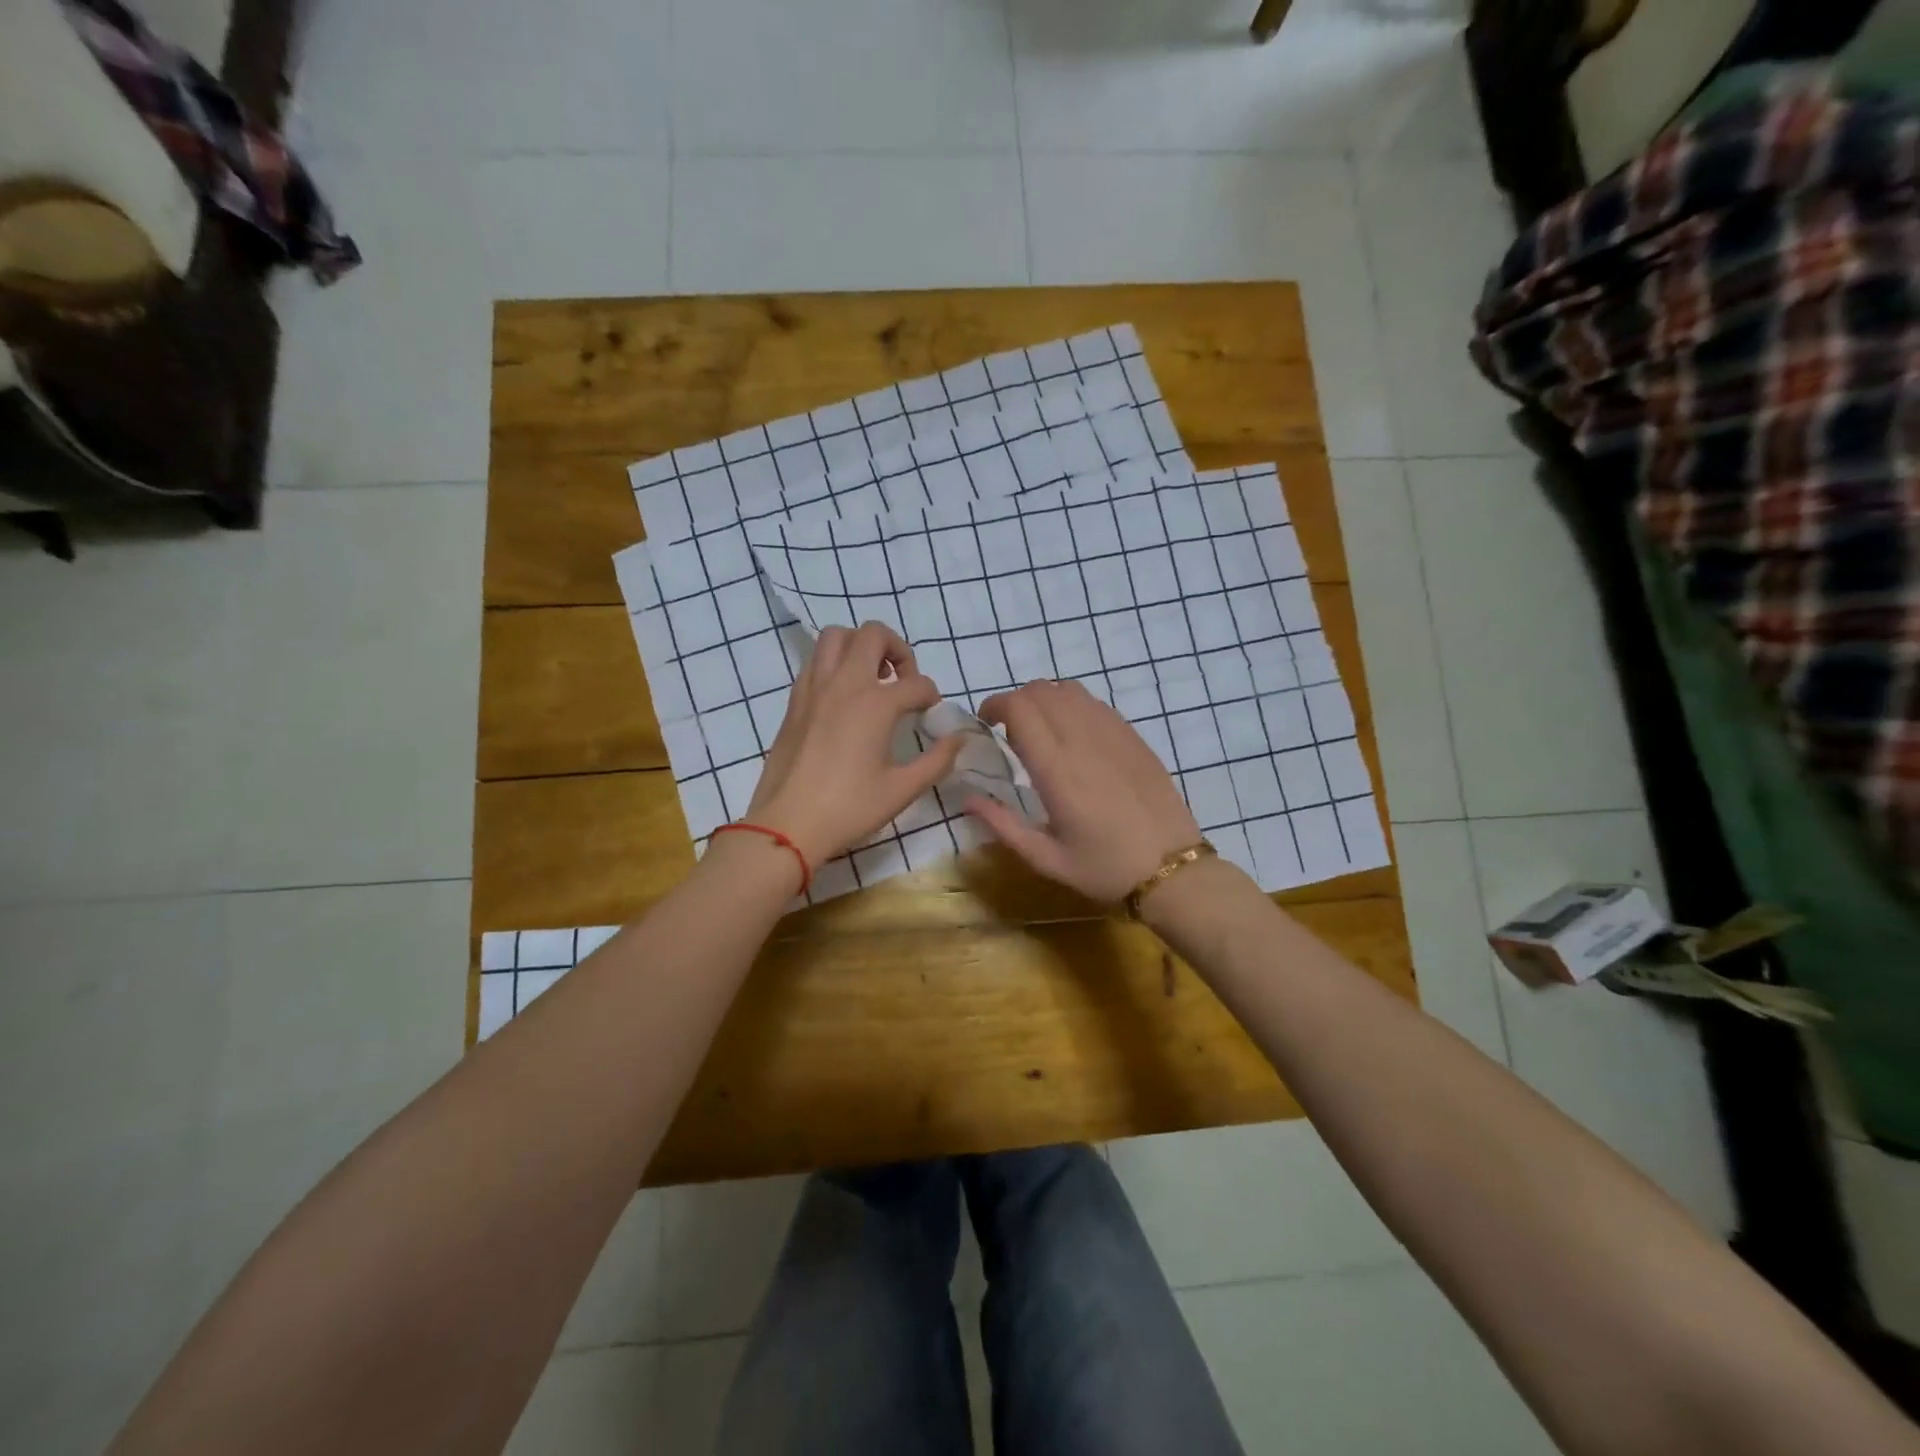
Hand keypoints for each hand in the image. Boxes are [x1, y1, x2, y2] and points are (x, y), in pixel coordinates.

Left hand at [746, 622, 963, 866]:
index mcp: (875, 704)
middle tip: (903, 680)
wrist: (787, 824)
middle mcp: (844, 683)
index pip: (917, 683)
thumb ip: (937, 760)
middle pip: (874, 634)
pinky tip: (843, 696)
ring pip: (836, 635)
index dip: (931, 697)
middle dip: (897, 649)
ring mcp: (814, 687)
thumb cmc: (849, 808)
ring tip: (872, 678)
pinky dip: (834, 663)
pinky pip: (815, 660)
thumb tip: (959, 739)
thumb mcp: (902, 789)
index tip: (930, 715)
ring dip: (860, 646)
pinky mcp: (794, 700)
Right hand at [968, 680, 1201, 901]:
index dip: (996, 705)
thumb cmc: (1104, 869)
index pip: (1020, 708)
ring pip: (1070, 690)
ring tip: (1042, 730)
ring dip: (1046, 700)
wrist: (1172, 869)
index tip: (986, 723)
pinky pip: (1096, 704)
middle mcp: (1083, 740)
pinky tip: (1075, 736)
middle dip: (1017, 701)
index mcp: (1057, 769)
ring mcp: (1113, 734)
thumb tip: (967, 798)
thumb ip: (1002, 825)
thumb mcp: (1046, 858)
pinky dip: (1074, 706)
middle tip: (1009, 731)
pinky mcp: (1134, 737)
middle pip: (1041, 690)